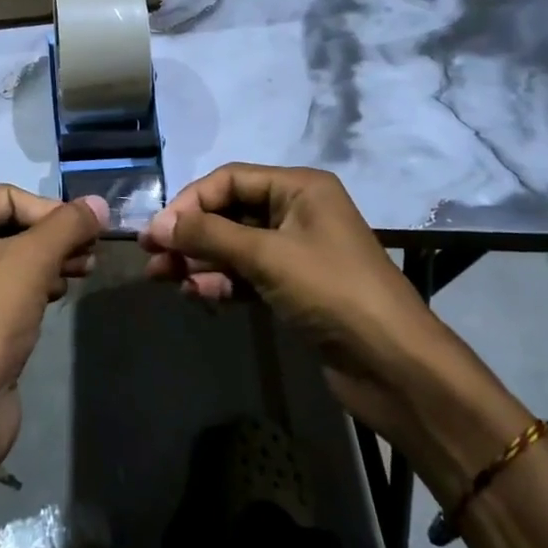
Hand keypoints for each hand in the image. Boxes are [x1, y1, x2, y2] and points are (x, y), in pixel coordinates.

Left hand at [0, 186, 105, 475]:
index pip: (8, 195)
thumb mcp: (34, 260)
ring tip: (85, 272)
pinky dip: (36, 286)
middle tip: (92, 252)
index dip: (50, 208)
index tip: (85, 230)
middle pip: (12, 226)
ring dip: (52, 261)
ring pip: (14, 259)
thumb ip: (69, 225)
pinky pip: (8, 290)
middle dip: (55, 236)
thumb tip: (99, 202)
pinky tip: (59, 296)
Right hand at [139, 164, 478, 454]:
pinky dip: (222, 281)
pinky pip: (248, 274)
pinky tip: (197, 295)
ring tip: (162, 279)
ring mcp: (297, 251)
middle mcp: (297, 211)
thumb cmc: (332, 292)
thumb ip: (210, 235)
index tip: (158, 231)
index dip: (191, 202)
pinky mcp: (295, 287)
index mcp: (300, 187)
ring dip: (200, 260)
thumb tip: (159, 225)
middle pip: (230, 212)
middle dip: (190, 234)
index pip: (230, 179)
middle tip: (151, 256)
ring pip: (235, 246)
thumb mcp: (267, 256)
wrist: (395, 367)